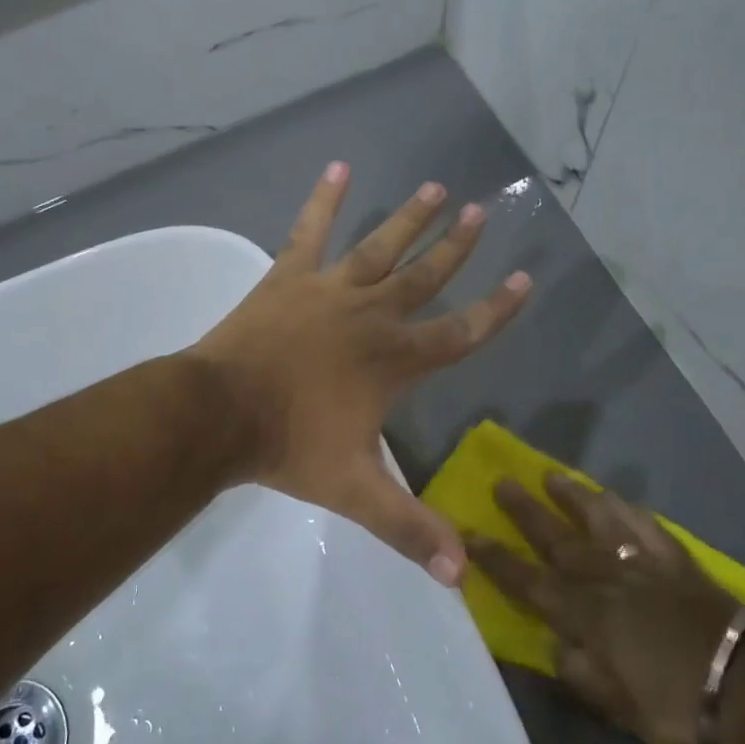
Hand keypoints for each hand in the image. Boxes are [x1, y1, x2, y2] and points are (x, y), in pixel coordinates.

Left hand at [190, 163, 531, 586]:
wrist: (220, 415)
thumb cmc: (290, 449)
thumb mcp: (356, 493)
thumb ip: (409, 528)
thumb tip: (460, 577)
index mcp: (394, 361)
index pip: (460, 332)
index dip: (496, 308)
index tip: (525, 277)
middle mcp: (371, 316)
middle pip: (425, 277)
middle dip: (457, 247)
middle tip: (481, 210)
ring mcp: (329, 290)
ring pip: (380, 247)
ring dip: (409, 218)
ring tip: (434, 187)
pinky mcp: (289, 278)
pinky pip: (309, 231)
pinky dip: (323, 198)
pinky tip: (337, 166)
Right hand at [470, 475, 744, 743]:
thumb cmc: (678, 703)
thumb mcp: (619, 707)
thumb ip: (579, 672)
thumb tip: (554, 643)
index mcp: (587, 616)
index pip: (529, 582)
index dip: (496, 559)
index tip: (469, 533)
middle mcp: (607, 579)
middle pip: (559, 539)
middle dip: (526, 512)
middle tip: (501, 483)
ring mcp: (643, 564)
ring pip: (600, 521)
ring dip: (573, 496)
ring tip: (551, 475)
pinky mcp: (676, 560)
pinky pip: (646, 526)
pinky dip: (627, 509)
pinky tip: (615, 496)